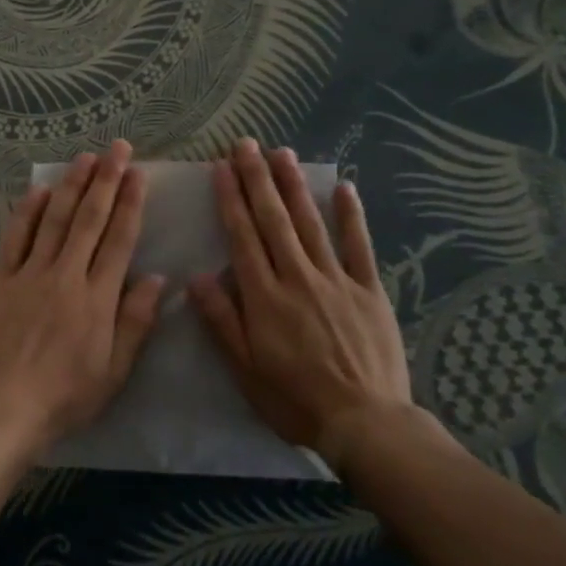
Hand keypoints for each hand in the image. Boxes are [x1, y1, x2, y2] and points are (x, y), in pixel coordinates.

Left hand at [0, 140, 165, 457]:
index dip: (130, 203)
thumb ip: (136, 322)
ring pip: (54, 219)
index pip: (119, 240)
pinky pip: (15, 237)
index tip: (138, 174)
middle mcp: (65, 276)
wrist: (1, 409)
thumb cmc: (64, 397)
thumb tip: (158, 279)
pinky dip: (28, 211)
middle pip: (89, 219)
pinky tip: (39, 189)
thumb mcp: (114, 372)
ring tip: (85, 158)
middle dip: (105, 180)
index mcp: (97, 299)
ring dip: (71, 185)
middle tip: (117, 148)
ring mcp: (29, 274)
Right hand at [188, 140, 414, 466]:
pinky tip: (344, 188)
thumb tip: (197, 279)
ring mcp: (336, 279)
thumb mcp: (245, 369)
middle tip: (246, 144)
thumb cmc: (295, 399)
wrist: (365, 422)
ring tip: (281, 153)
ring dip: (294, 186)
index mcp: (264, 296)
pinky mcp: (368, 289)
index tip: (221, 167)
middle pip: (273, 220)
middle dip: (257, 179)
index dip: (231, 199)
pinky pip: (358, 246)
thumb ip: (222, 321)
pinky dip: (350, 216)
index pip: (242, 237)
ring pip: (310, 223)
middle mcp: (297, 277)